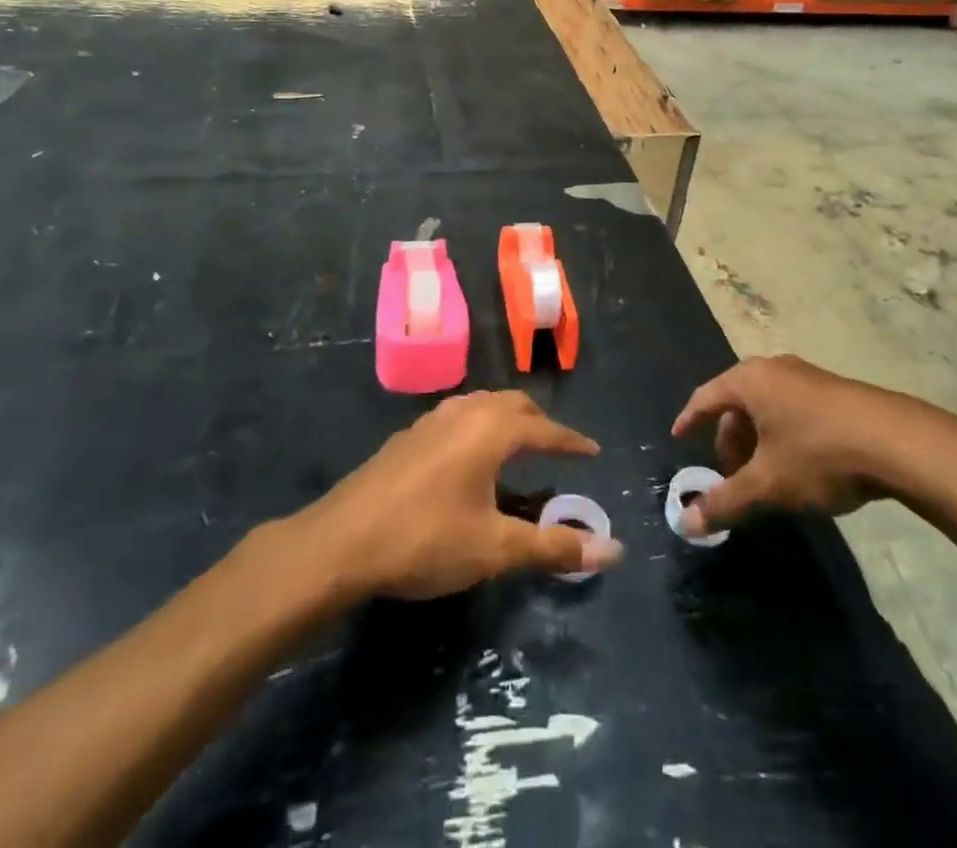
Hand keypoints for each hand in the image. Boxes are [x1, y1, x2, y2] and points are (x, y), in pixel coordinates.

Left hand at [302, 391, 622, 599]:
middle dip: (539, 423)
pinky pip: (457, 417)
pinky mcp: (407, 436)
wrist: (341, 542)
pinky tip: (468, 457)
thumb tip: (615, 551)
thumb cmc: (425, 540)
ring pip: (481, 405)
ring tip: (517, 446)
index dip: (571, 442)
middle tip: (557, 448)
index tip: (592, 451)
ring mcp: (431, 420)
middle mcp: (464, 412)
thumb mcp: (495, 549)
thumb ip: (553, 547)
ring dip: (506, 420)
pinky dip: (478, 426)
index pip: (544, 429)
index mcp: (490, 430)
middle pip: (512, 405)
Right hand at [669, 354, 956, 537]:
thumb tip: (685, 524)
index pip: (705, 397)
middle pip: (737, 402)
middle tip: (730, 474)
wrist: (898, 442)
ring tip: (765, 475)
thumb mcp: (768, 484)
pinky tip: (799, 465)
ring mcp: (807, 376)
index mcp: (749, 380)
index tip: (678, 437)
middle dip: (729, 438)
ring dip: (757, 439)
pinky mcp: (835, 390)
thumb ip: (725, 502)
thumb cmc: (819, 454)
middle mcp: (774, 369)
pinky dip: (783, 434)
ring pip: (767, 406)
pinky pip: (793, 408)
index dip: (689, 419)